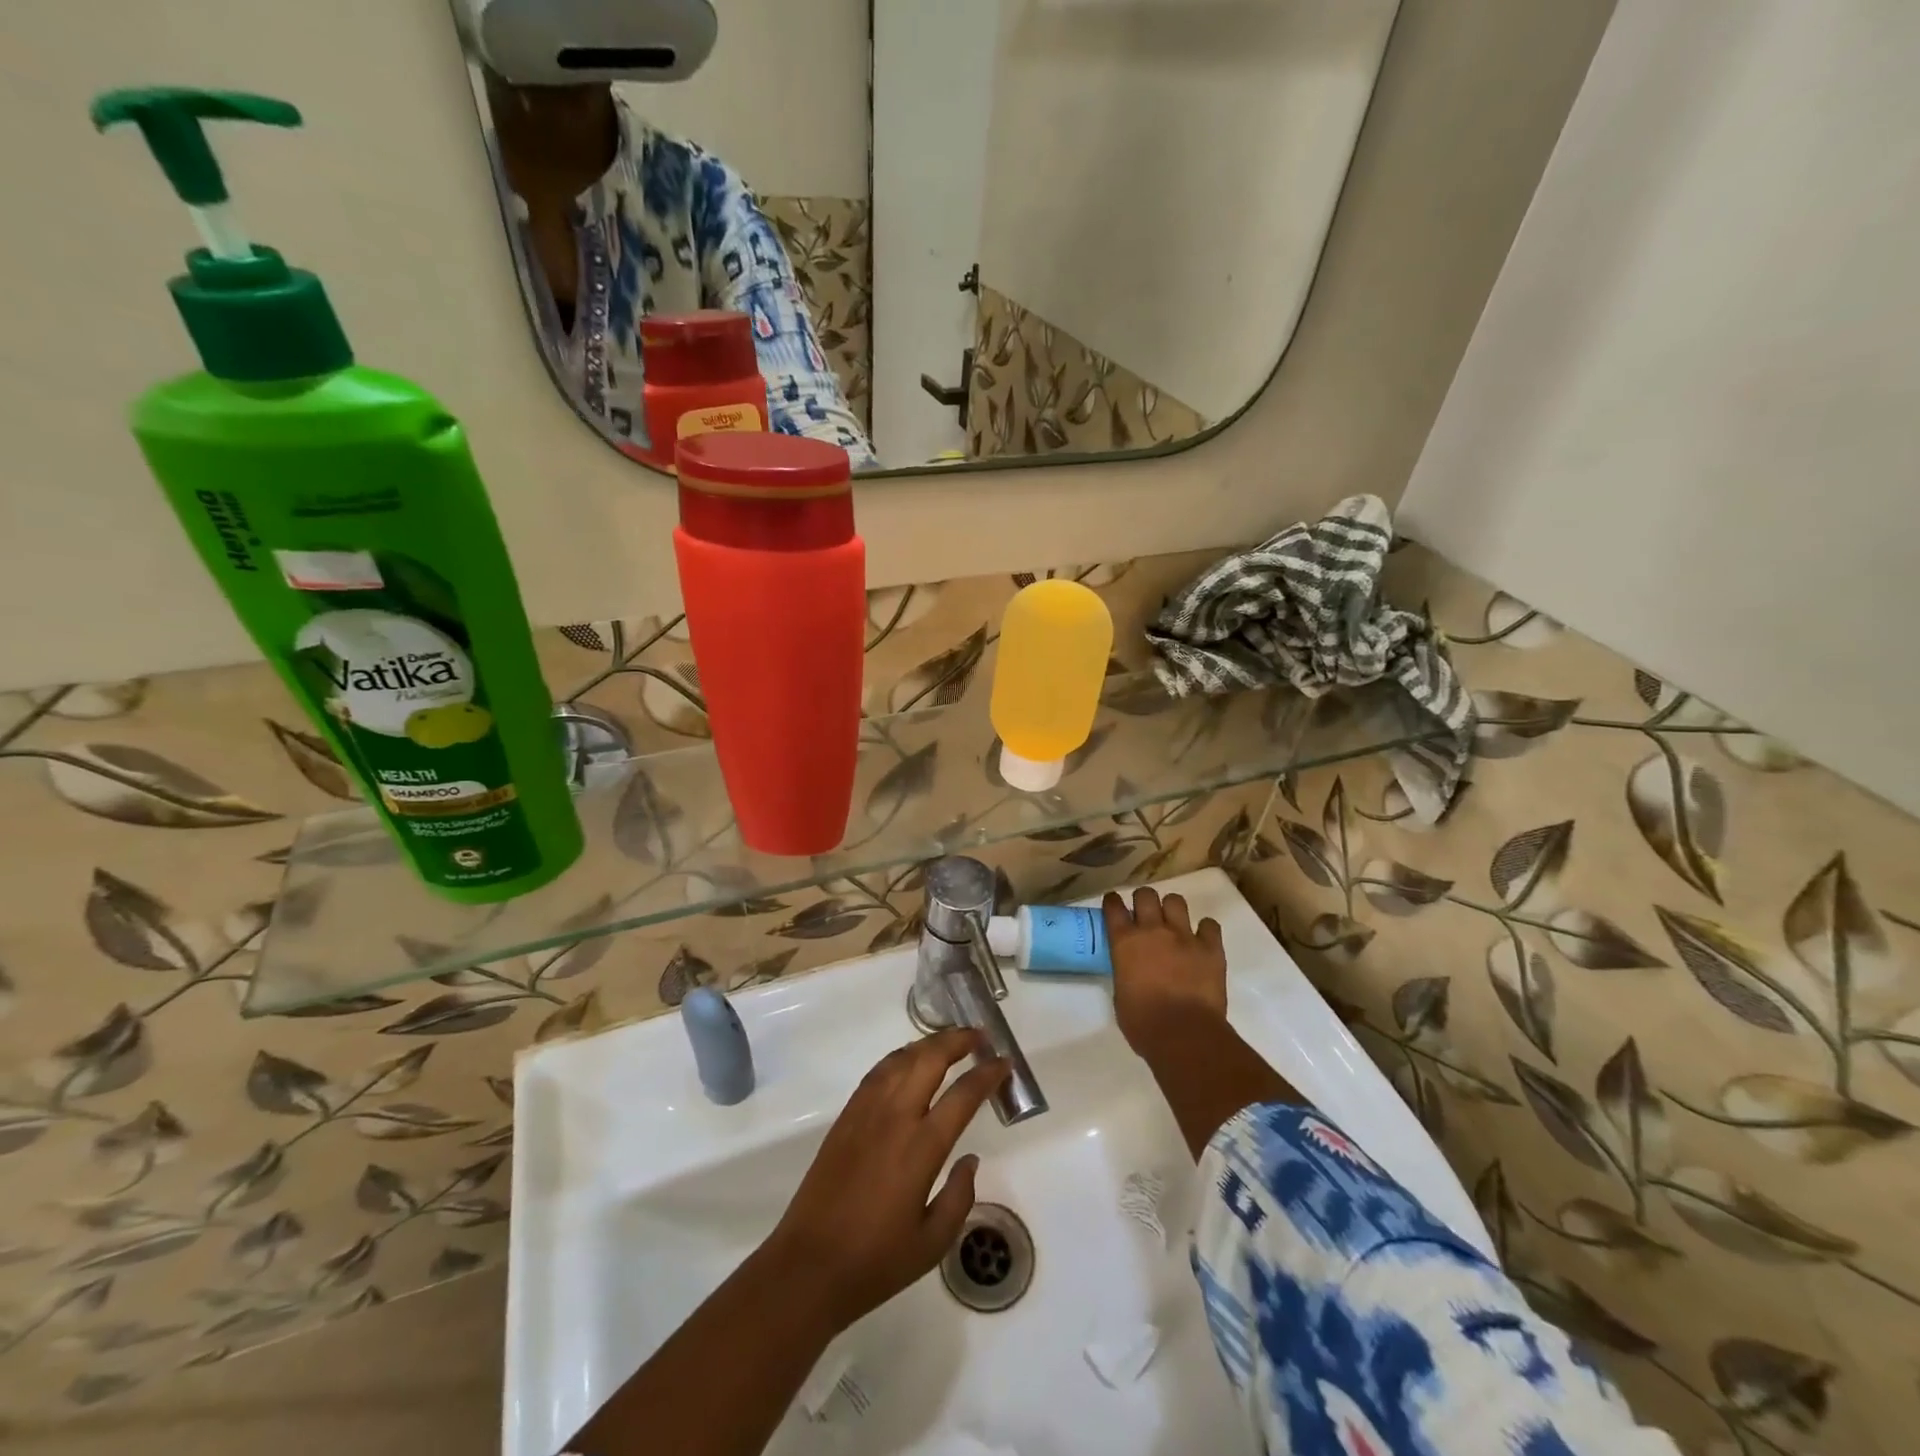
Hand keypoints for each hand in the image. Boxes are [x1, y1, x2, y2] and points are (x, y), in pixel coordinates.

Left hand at [763, 1029, 1008, 1332]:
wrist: (808, 1266)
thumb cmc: (875, 1261)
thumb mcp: (932, 1243)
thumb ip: (959, 1197)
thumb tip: (970, 1159)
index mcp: (921, 1148)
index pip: (962, 1095)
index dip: (987, 1074)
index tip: (1003, 1062)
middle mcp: (894, 1117)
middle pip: (929, 1059)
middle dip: (957, 1041)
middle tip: (979, 1036)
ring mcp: (866, 1112)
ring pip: (901, 1058)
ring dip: (928, 1043)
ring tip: (949, 1041)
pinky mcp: (846, 1116)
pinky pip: (878, 1072)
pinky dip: (900, 1057)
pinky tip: (909, 1060)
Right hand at [1103, 886, 1227, 1057]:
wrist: (1184, 1035)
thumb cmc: (1143, 1023)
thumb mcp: (1120, 994)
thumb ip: (1125, 972)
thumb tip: (1132, 970)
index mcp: (1125, 942)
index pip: (1114, 907)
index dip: (1113, 902)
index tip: (1114, 904)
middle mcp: (1153, 931)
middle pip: (1146, 895)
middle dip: (1144, 900)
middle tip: (1145, 914)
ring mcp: (1184, 936)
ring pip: (1176, 901)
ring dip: (1172, 909)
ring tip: (1173, 923)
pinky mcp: (1211, 949)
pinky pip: (1210, 925)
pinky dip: (1205, 930)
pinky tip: (1202, 939)